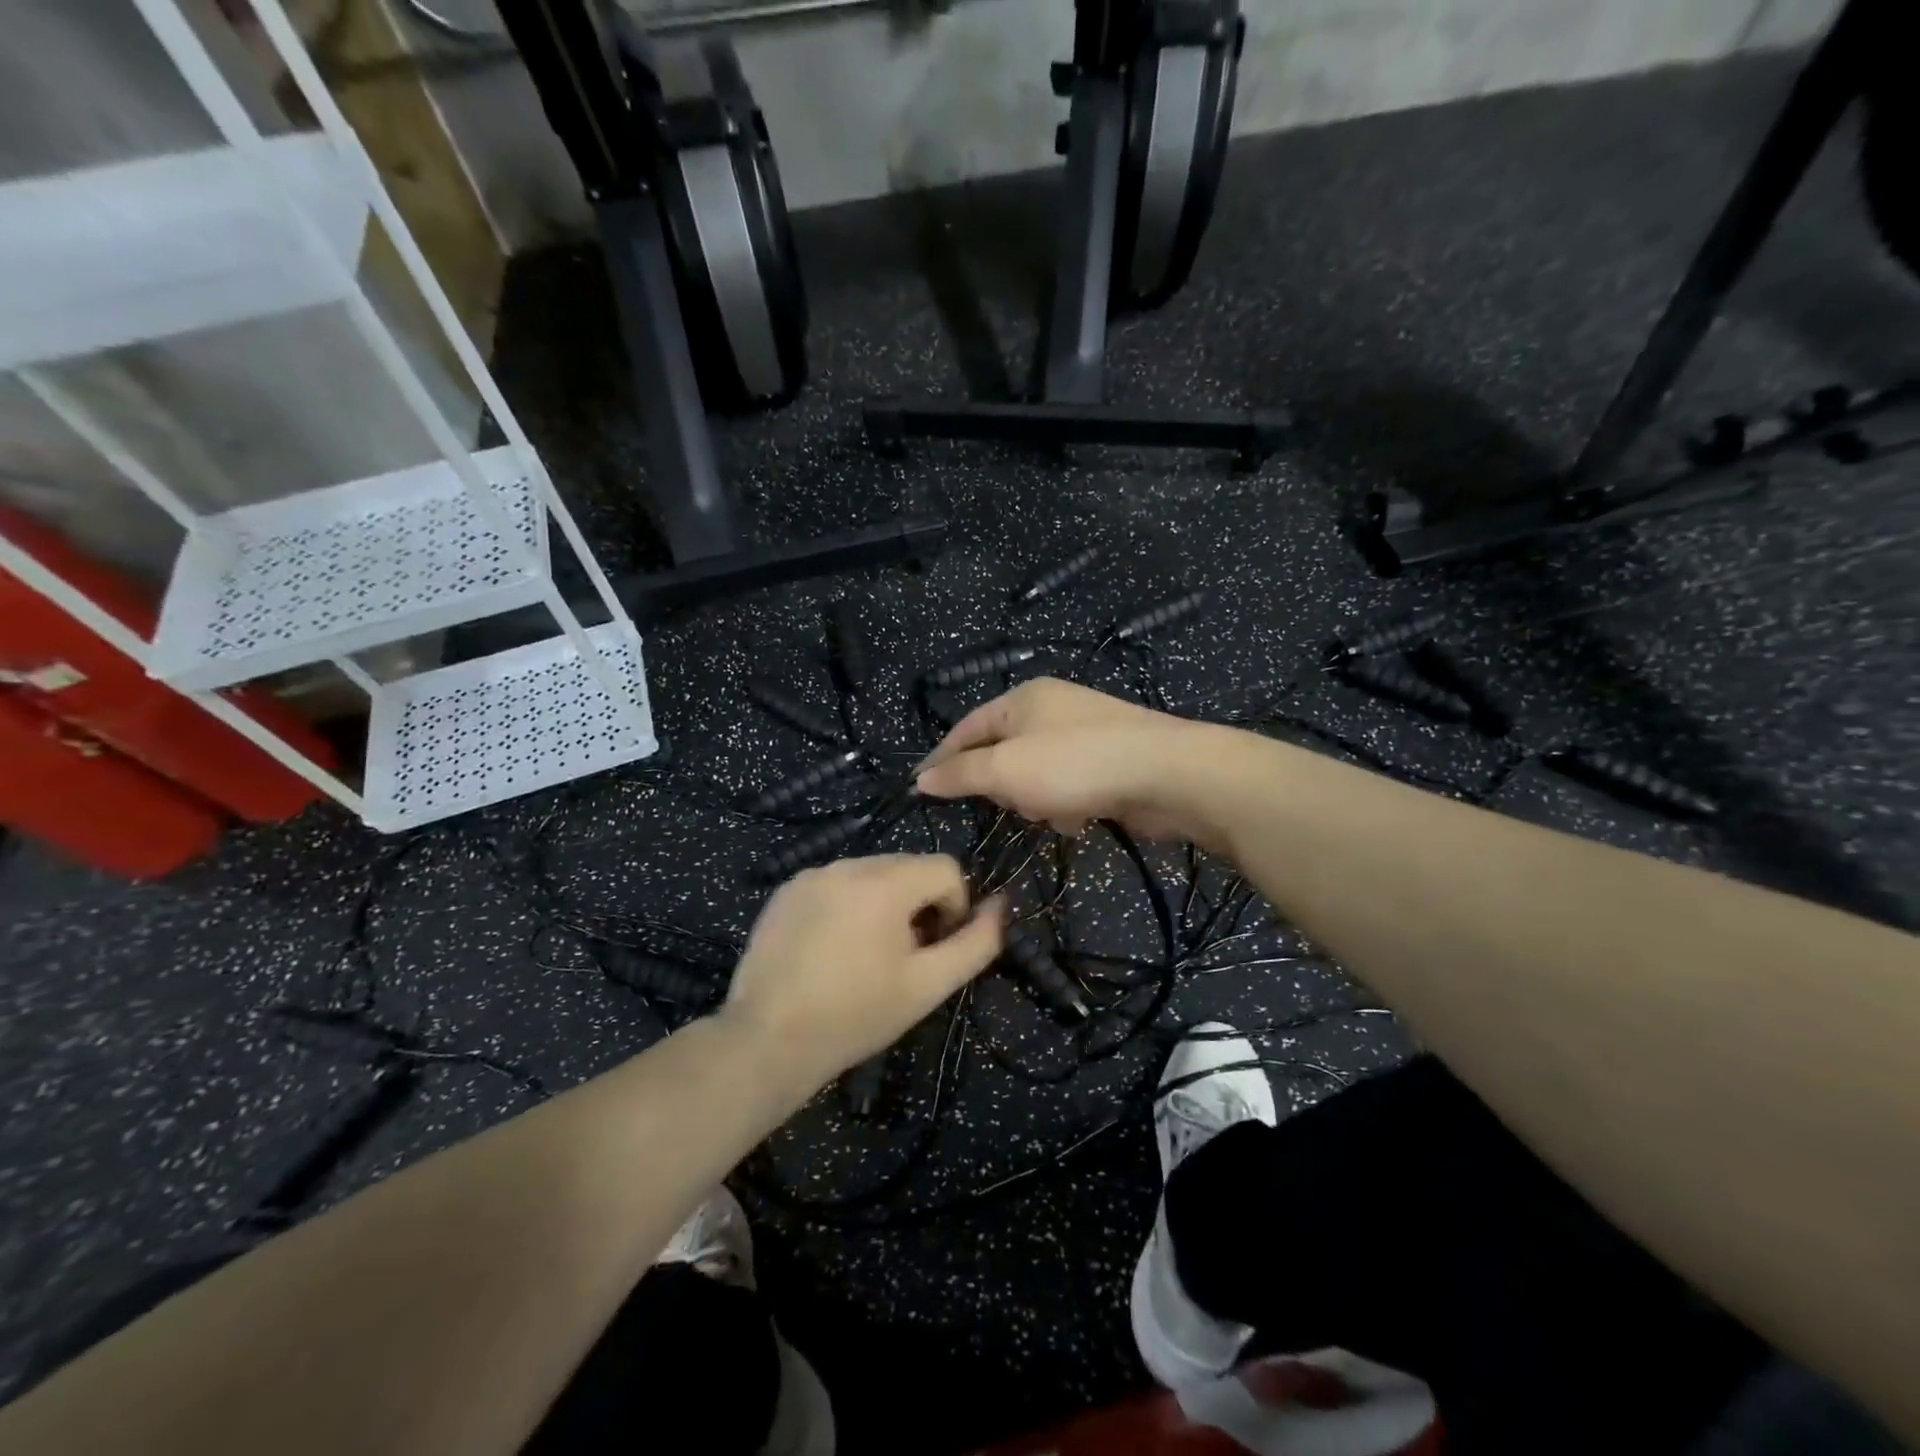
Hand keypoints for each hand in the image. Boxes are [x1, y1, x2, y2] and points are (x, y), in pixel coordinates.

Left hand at [722, 854, 1004, 1090]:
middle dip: (918, 904)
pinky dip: (847, 904)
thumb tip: (1001, 906)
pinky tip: (831, 949)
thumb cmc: (856, 1015)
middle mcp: (847, 864)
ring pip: (870, 874)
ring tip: (866, 955)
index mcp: (884, 882)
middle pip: (907, 867)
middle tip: (903, 956)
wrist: (768, 1040)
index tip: (935, 948)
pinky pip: (835, 884)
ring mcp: (811, 874)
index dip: (954, 907)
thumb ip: (975, 943)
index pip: (946, 868)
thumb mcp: (928, 985)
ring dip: (883, 903)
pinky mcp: (785, 890)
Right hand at [915, 678, 1231, 846]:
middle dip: (1003, 786)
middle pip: (1002, 753)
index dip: (941, 758)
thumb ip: (960, 774)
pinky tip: (1081, 818)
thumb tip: (921, 779)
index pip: (966, 728)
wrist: (1166, 774)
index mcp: (1022, 699)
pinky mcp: (1108, 760)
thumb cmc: (1074, 765)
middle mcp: (1051, 708)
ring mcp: (1083, 733)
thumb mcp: (1005, 770)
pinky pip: (1068, 785)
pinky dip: (1068, 804)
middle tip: (1012, 803)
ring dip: (1038, 800)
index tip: (921, 789)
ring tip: (1054, 812)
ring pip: (1035, 774)